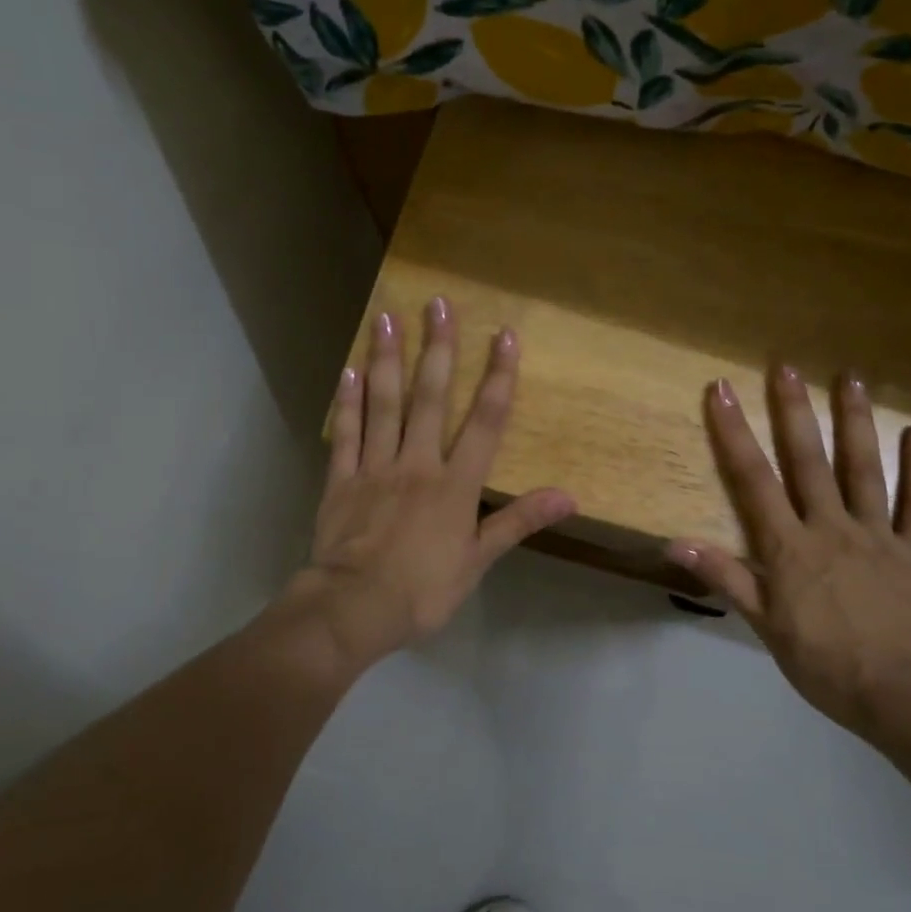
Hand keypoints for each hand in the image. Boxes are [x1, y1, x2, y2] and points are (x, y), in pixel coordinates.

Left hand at [282, 297, 574, 669]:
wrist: (354, 608)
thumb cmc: (423, 590)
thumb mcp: (478, 561)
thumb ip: (518, 521)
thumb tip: (568, 497)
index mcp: (455, 484)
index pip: (485, 422)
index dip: (498, 377)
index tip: (505, 336)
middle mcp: (417, 463)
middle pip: (431, 397)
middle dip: (439, 348)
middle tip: (439, 302)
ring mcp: (375, 468)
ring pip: (383, 404)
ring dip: (387, 359)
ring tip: (387, 317)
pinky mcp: (341, 480)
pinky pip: (346, 434)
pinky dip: (347, 401)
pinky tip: (348, 369)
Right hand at [667, 366, 910, 743]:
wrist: (898, 695)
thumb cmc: (820, 661)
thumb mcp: (763, 624)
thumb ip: (724, 576)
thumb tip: (674, 543)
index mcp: (789, 546)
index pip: (754, 479)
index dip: (734, 433)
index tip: (720, 391)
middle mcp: (831, 527)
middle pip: (809, 460)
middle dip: (793, 411)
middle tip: (785, 365)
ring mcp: (878, 535)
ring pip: (864, 469)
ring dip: (856, 421)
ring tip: (852, 377)